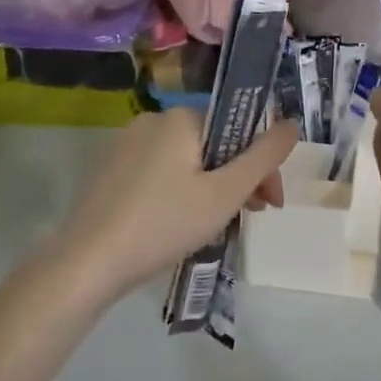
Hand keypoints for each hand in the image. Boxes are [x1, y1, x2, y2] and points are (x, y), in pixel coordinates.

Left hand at [55, 109, 299, 298]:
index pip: (238, 129)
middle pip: (213, 144)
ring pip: (186, 161)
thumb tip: (292, 123)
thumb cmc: (164, 223)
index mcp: (181, 117)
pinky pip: (159, 172)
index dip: (261, 165)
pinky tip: (177, 225)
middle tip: (248, 218)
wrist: (87, 263)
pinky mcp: (109, 170)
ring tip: (215, 226)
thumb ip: (264, 157)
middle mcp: (153, 120)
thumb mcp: (225, 193)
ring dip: (210, 187)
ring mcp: (126, 144)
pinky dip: (179, 192)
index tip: (269, 203)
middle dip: (237, 178)